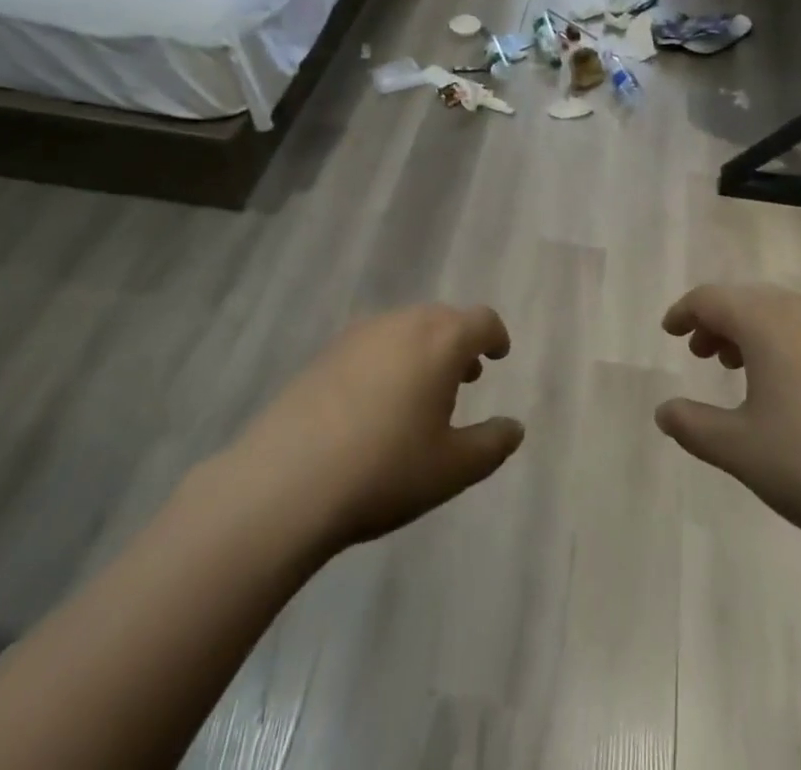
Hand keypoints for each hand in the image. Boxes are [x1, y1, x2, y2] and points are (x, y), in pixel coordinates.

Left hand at [215, 305, 523, 554]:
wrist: (285, 481)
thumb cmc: (385, 470)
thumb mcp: (452, 468)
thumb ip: (492, 444)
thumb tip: (515, 428)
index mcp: (441, 340)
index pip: (481, 320)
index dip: (495, 335)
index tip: (499, 354)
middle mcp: (402, 323)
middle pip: (442, 319)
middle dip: (459, 343)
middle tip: (466, 377)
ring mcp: (359, 334)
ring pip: (405, 328)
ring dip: (423, 349)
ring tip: (422, 391)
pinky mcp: (325, 353)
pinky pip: (372, 344)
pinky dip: (389, 359)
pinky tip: (376, 402)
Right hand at [655, 285, 800, 571]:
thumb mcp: (739, 450)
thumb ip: (693, 425)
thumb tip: (663, 412)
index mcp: (767, 320)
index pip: (712, 298)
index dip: (685, 312)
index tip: (668, 331)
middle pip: (748, 301)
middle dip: (718, 322)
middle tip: (700, 353)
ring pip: (783, 315)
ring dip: (753, 334)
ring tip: (738, 370)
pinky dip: (787, 346)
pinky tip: (790, 390)